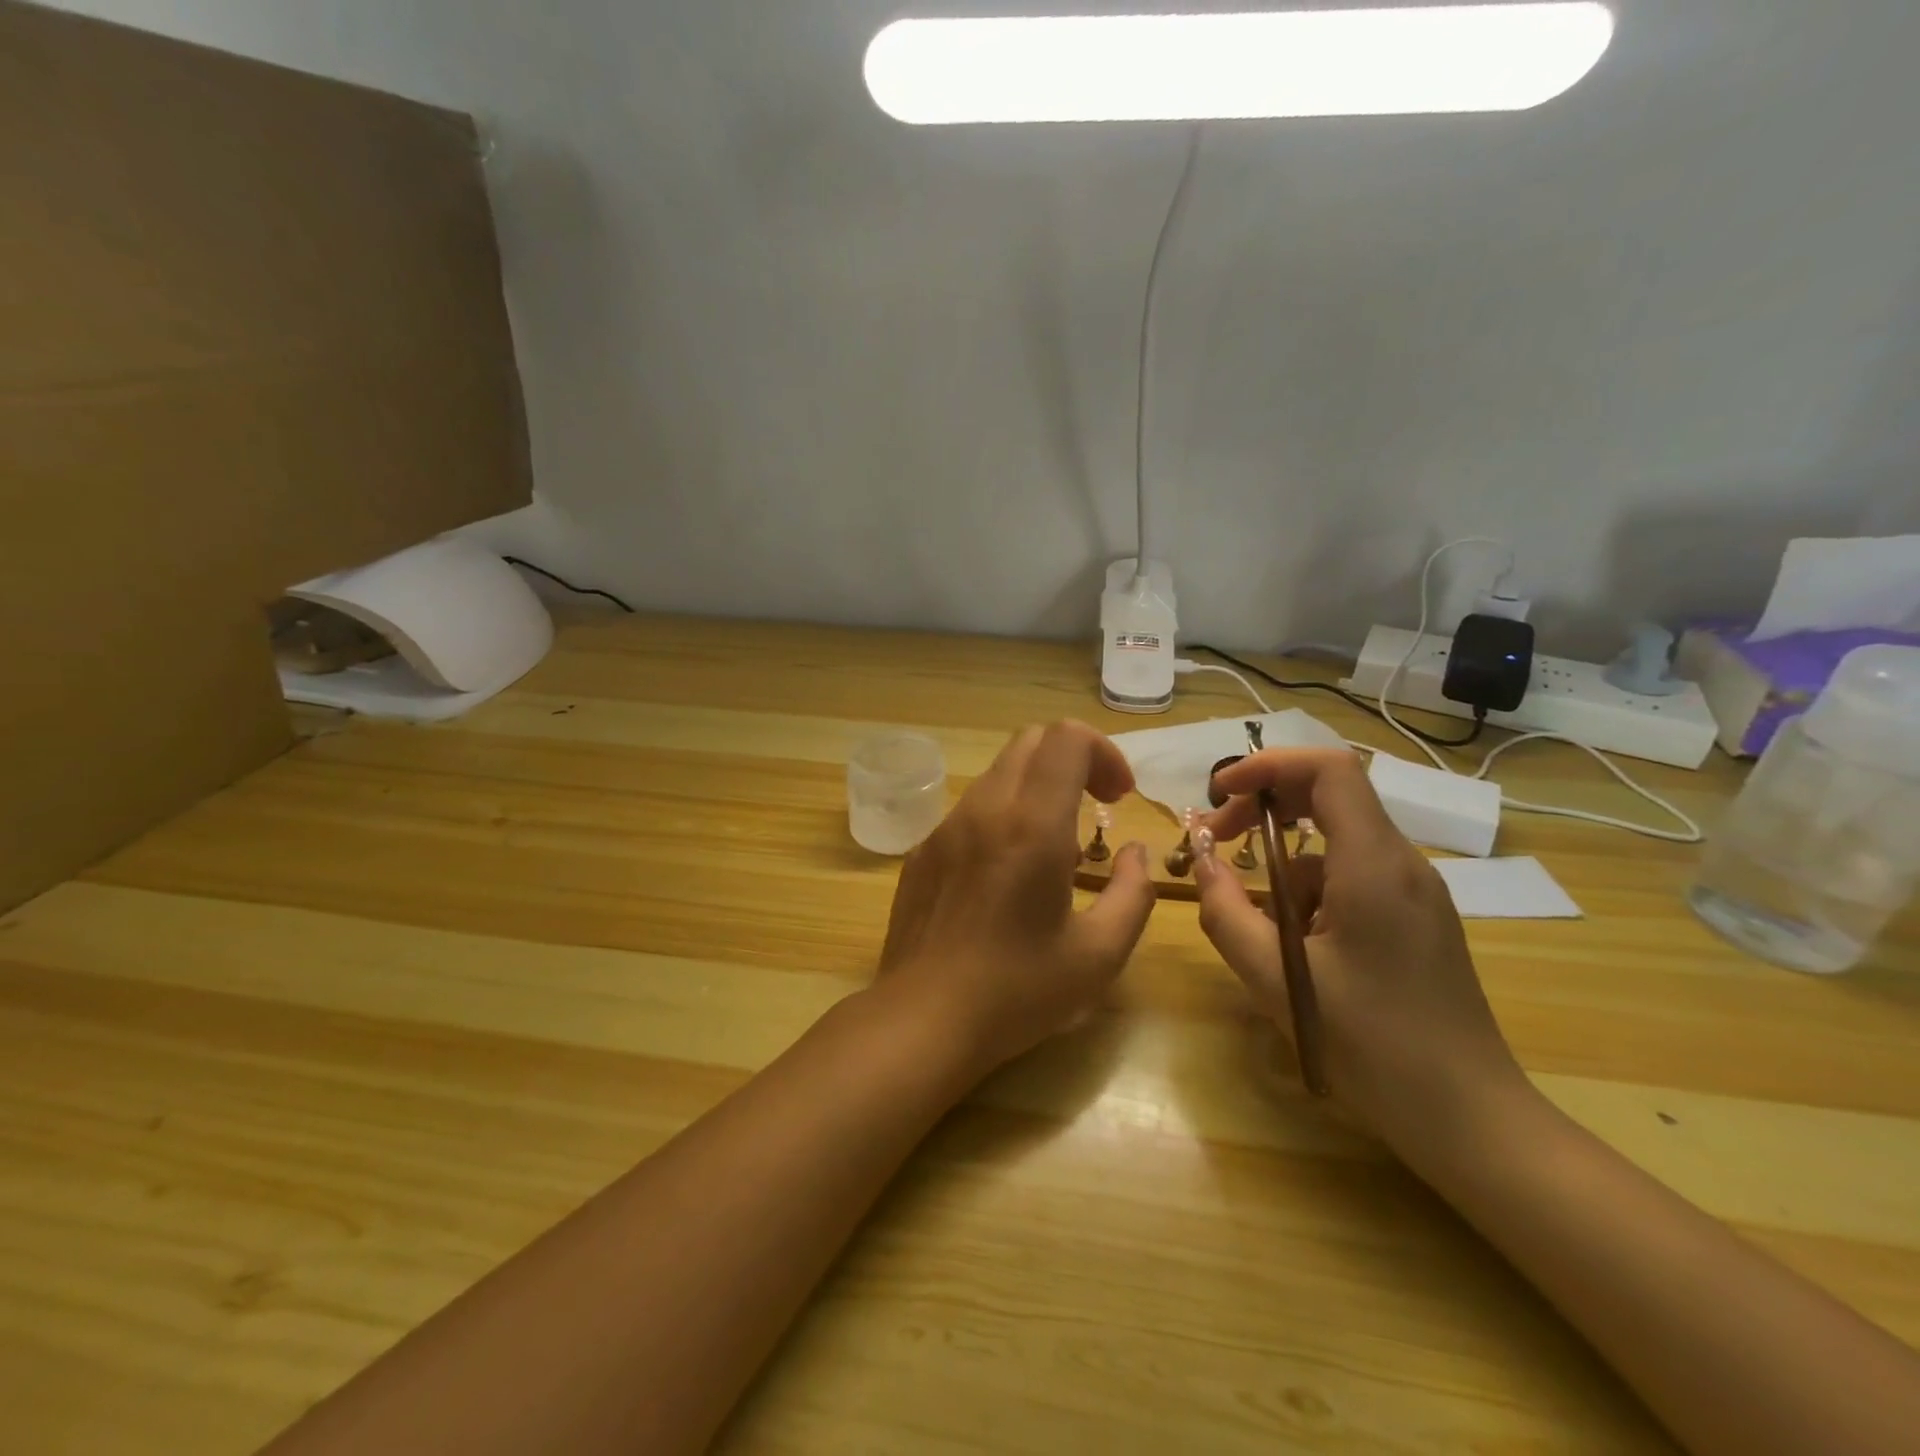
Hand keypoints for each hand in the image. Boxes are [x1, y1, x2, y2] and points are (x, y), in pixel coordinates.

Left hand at [877, 721, 1157, 1075]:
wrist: (922, 1019)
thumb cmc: (1017, 991)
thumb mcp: (1099, 955)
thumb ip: (1132, 893)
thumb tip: (1132, 853)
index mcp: (1031, 825)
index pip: (1066, 737)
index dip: (1103, 752)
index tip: (1117, 798)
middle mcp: (984, 810)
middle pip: (1031, 741)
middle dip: (1074, 759)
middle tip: (1096, 806)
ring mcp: (945, 827)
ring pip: (999, 773)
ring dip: (1037, 788)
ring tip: (1054, 848)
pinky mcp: (922, 850)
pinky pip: (971, 809)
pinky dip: (1003, 815)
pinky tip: (1006, 874)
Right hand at [1195, 749, 1529, 1157]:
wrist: (1470, 1118)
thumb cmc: (1371, 1047)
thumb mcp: (1277, 980)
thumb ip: (1226, 912)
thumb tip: (1201, 861)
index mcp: (1374, 865)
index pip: (1328, 769)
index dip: (1267, 765)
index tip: (1219, 794)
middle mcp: (1402, 863)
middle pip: (1331, 793)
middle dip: (1265, 804)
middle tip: (1219, 841)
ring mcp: (1415, 890)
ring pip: (1337, 839)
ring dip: (1283, 856)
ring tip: (1253, 914)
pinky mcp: (1417, 916)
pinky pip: (1352, 873)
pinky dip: (1309, 887)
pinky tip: (1293, 941)